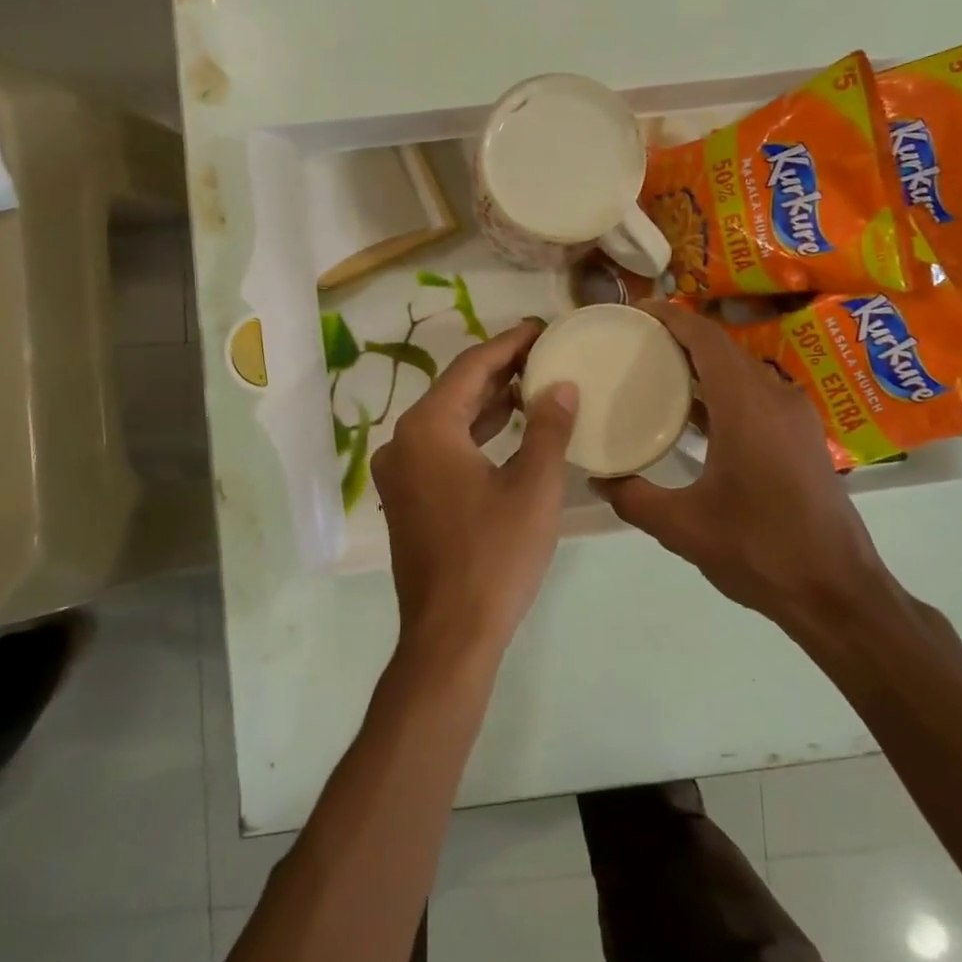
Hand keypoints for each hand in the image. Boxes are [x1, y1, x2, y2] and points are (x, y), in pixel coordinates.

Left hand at [372, 320, 578, 659]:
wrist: (451, 635)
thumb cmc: (496, 556)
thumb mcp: (534, 486)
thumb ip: (548, 427)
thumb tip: (561, 385)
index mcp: (427, 428)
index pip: (472, 367)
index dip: (510, 343)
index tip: (542, 326)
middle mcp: (403, 441)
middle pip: (456, 390)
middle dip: (500, 370)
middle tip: (544, 352)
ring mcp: (401, 472)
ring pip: (448, 420)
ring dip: (489, 402)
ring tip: (534, 384)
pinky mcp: (408, 498)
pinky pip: (442, 448)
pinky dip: (475, 433)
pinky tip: (508, 429)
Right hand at [594, 302, 897, 633]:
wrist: (837, 592)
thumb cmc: (759, 550)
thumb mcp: (683, 528)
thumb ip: (633, 498)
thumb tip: (599, 480)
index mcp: (747, 406)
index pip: (706, 337)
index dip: (670, 316)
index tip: (636, 310)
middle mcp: (776, 398)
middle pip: (724, 349)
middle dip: (681, 339)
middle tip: (635, 343)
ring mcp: (796, 418)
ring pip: (742, 373)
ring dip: (702, 367)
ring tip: (657, 373)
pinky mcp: (803, 438)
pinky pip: (756, 397)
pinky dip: (723, 393)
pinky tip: (695, 417)